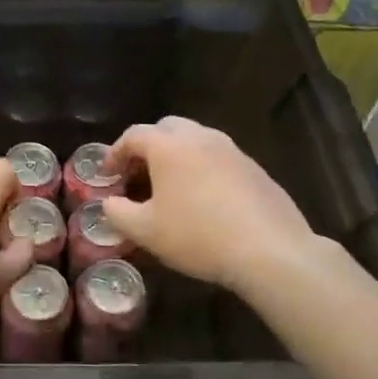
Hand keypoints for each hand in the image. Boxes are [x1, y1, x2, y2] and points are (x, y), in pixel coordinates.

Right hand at [103, 117, 323, 295]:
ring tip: (170, 186)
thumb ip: (118, 213)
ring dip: (177, 155)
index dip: (115, 153)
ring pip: (196, 140)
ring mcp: (232, 150)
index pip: (133, 135)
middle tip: (138, 174)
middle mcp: (201, 138)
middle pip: (167, 128)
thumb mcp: (145, 231)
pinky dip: (203, 168)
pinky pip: (219, 158)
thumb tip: (109, 203)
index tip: (107, 174)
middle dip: (147, 146)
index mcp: (169, 146)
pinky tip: (204, 199)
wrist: (270, 250)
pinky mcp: (255, 168)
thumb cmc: (198, 236)